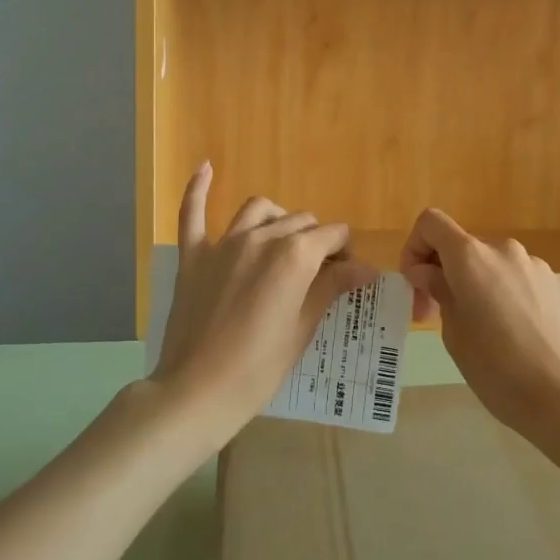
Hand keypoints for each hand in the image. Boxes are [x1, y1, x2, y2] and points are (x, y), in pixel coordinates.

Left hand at [152, 164, 376, 445]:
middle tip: (320, 272)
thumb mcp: (303, 328)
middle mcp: (261, 238)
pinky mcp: (193, 256)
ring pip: (259, 210)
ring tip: (282, 242)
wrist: (196, 392)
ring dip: (277, 219)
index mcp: (294, 255)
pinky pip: (193, 213)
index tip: (348, 274)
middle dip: (317, 240)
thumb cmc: (259, 368)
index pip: (332, 235)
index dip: (345, 252)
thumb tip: (366, 267)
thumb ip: (331, 287)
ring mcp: (223, 244)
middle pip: (300, 222)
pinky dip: (198, 188)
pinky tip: (206, 167)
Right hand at [399, 207, 559, 437]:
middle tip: (445, 318)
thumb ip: (439, 291)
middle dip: (450, 275)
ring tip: (493, 333)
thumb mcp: (453, 334)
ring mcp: (540, 266)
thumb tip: (429, 271)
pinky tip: (526, 336)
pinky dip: (518, 299)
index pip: (432, 223)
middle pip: (467, 248)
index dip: (415, 247)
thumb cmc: (497, 370)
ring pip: (500, 266)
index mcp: (471, 257)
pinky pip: (529, 282)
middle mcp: (506, 250)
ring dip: (486, 287)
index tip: (418, 284)